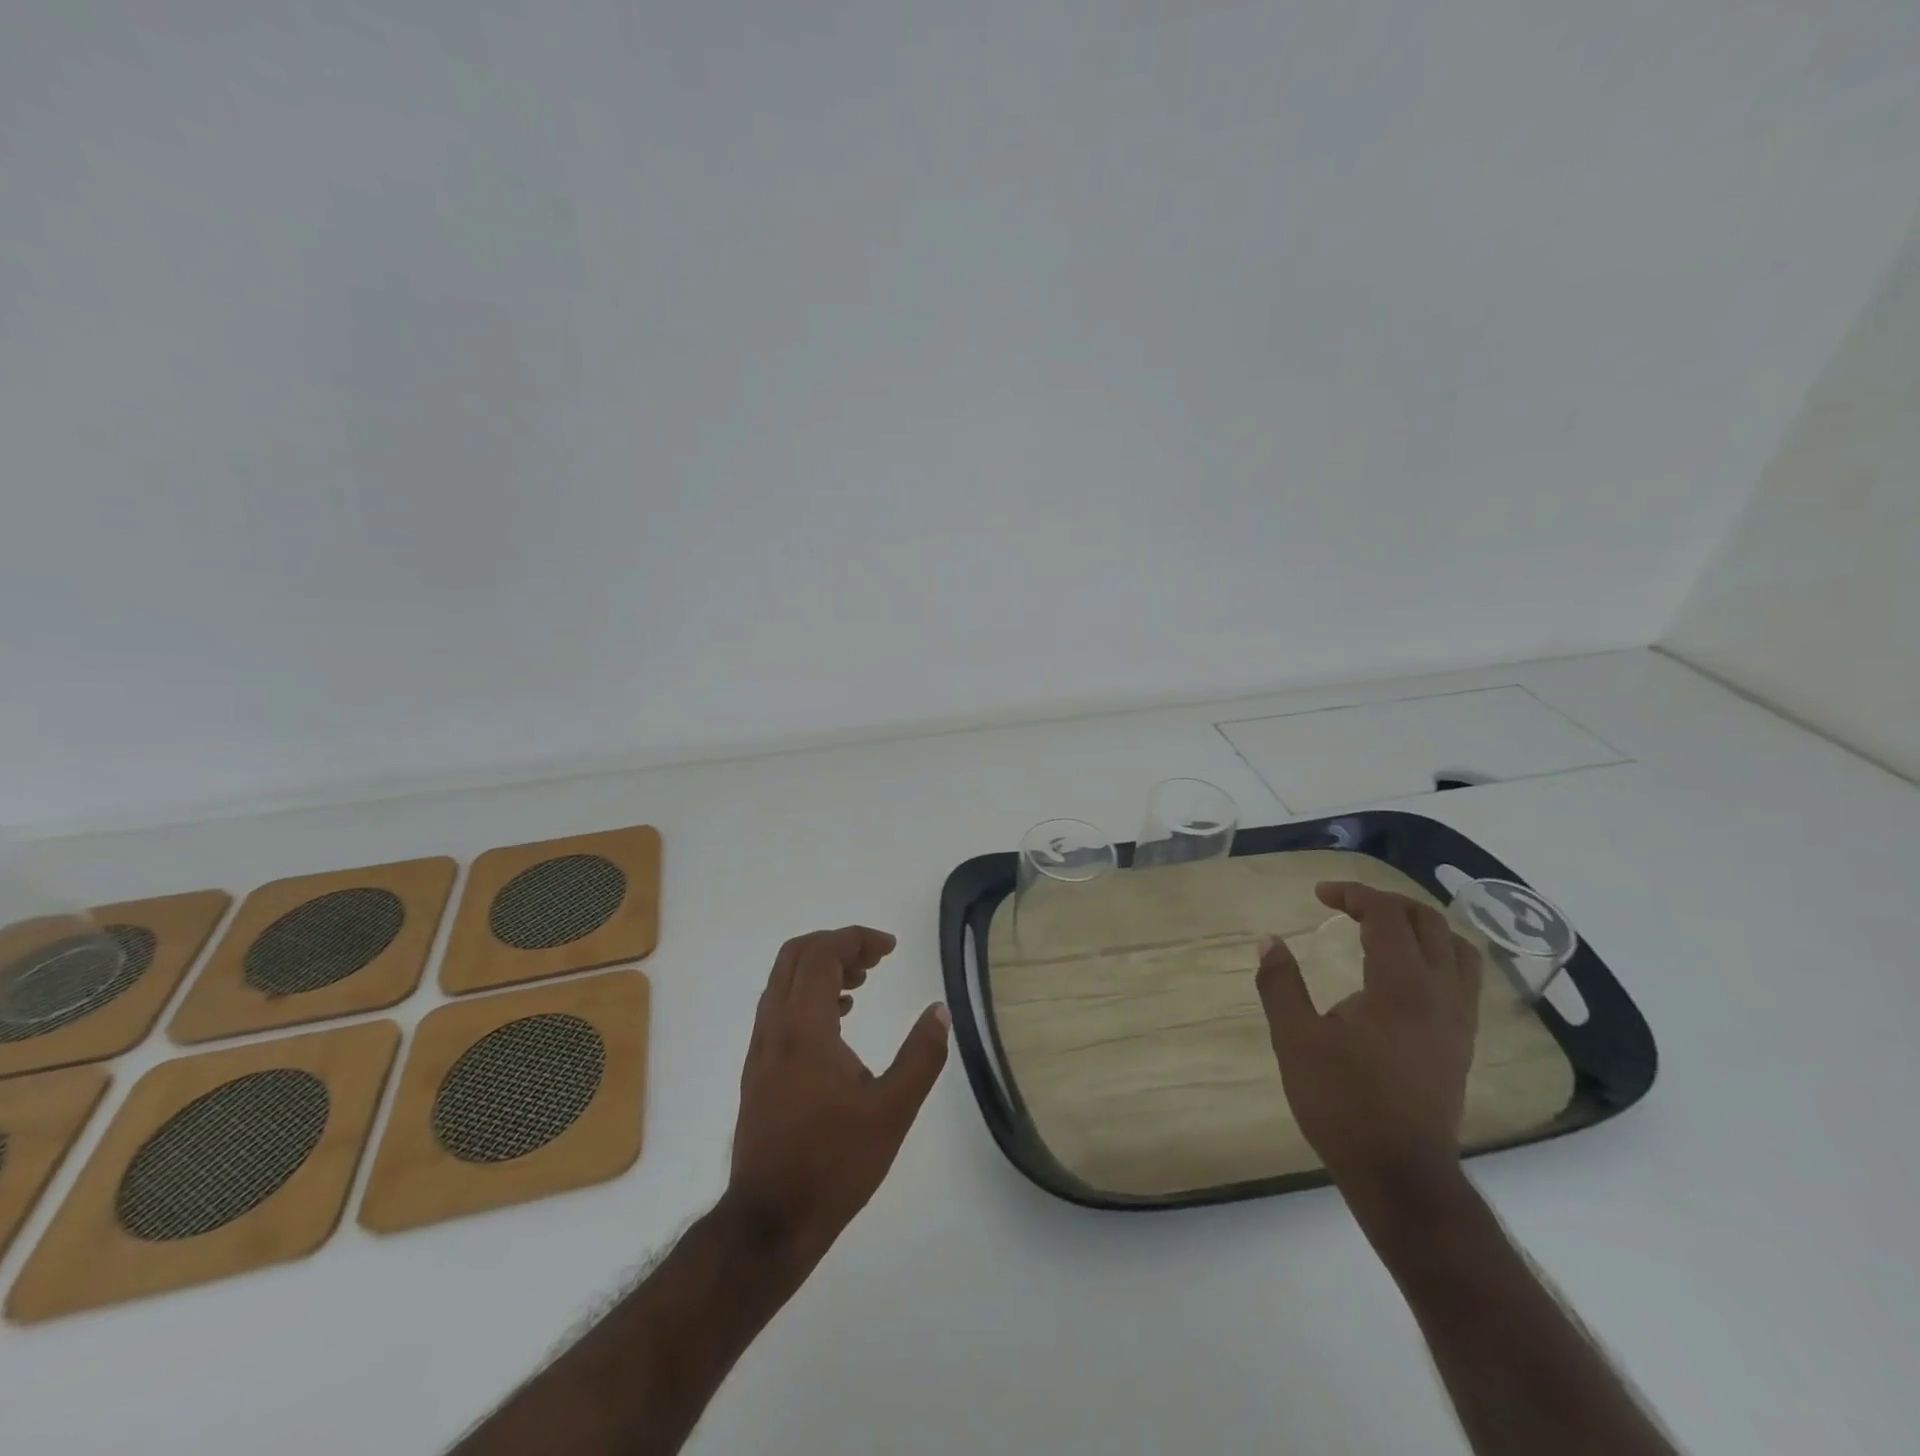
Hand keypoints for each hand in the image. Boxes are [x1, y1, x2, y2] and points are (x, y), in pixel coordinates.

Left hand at [726, 926, 948, 1268]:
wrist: (769, 1222)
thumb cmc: (833, 1165)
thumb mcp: (892, 1112)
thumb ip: (921, 1057)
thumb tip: (940, 1011)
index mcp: (804, 1029)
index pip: (822, 955)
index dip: (856, 939)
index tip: (890, 948)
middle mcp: (775, 1028)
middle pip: (796, 956)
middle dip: (837, 945)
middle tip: (875, 959)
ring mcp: (760, 1049)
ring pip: (784, 981)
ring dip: (822, 968)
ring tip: (863, 983)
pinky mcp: (758, 1070)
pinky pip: (780, 1007)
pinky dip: (809, 994)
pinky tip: (840, 1019)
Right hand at [1256, 883, 1480, 1211]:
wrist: (1401, 1176)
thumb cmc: (1343, 1104)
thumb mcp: (1296, 1040)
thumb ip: (1280, 984)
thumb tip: (1268, 941)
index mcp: (1401, 987)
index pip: (1388, 916)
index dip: (1354, 894)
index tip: (1319, 896)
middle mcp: (1440, 995)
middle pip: (1429, 923)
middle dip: (1386, 903)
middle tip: (1346, 906)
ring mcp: (1458, 1022)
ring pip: (1458, 950)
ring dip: (1419, 927)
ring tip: (1382, 929)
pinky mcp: (1462, 1045)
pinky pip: (1463, 980)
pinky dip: (1436, 956)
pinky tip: (1406, 973)